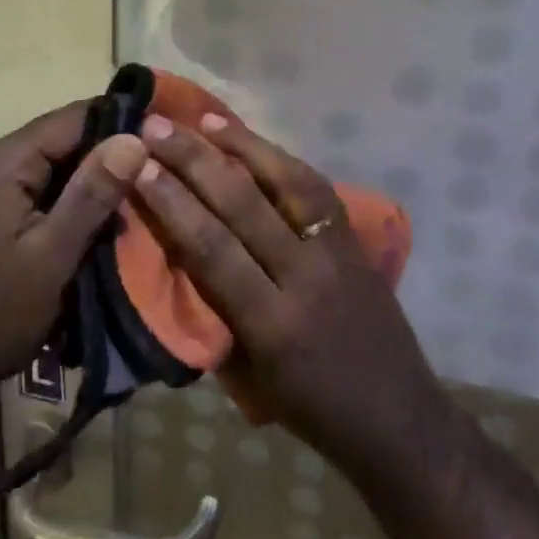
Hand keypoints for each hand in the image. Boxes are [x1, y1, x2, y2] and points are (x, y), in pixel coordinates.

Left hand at [0, 103, 146, 416]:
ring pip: (53, 166)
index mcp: (1, 162)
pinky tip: (100, 222)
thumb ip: (93, 193)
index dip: (120, 123)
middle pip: (62, 140)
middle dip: (108, 157)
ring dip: (91, 183)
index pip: (72, 118)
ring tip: (137, 201)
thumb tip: (135, 138)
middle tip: (157, 175)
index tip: (164, 137)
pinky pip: (39, 189)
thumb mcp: (53, 254)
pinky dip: (69, 201)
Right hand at [133, 112, 450, 481]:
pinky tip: (256, 144)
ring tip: (204, 120)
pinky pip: (316, 189)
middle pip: (244, 204)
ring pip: (287, 182)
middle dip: (195, 160)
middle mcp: (304, 277)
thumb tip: (177, 251)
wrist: (398, 418)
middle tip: (157, 127)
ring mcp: (336, 253)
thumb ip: (214, 311)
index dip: (173, 203)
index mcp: (270, 324)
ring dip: (242, 145)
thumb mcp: (249, 376)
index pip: (213, 248)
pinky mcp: (356, 241)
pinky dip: (282, 160)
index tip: (141, 166)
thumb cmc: (311, 410)